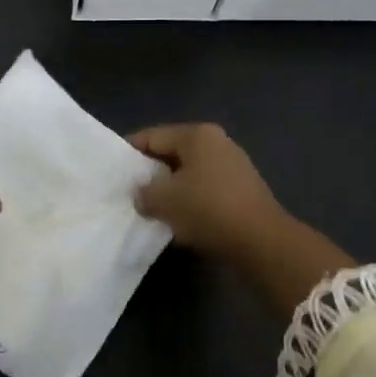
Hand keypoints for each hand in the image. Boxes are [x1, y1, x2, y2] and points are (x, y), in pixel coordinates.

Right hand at [129, 122, 353, 312]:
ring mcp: (233, 164)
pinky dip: (189, 199)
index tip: (114, 171)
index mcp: (196, 135)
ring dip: (170, 188)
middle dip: (151, 171)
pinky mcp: (242, 188)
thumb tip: (142, 194)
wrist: (262, 241)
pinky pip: (204, 187)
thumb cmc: (207, 209)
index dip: (129, 152)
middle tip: (130, 190)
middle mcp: (216, 142)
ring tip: (152, 207)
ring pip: (188, 171)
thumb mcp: (163, 200)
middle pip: (171, 152)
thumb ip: (144, 193)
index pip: (152, 136)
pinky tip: (179, 217)